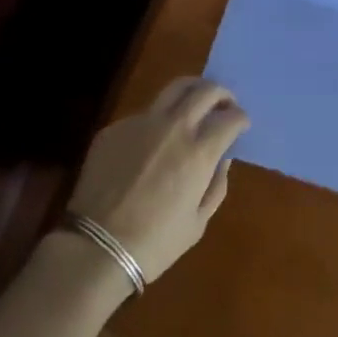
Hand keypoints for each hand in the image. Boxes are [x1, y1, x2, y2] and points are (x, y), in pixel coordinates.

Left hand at [65, 78, 248, 284]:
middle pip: (205, 91)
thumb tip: (222, 159)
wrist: (96, 248)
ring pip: (174, 89)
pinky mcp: (116, 127)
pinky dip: (157, 121)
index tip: (241, 124)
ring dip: (192, 91)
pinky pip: (144, 115)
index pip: (230, 118)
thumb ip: (216, 186)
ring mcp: (142, 122)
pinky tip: (151, 142)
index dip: (241, 118)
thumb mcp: (197, 224)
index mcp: (199, 152)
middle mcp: (174, 127)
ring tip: (194, 102)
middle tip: (224, 103)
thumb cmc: (154, 244)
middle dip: (221, 94)